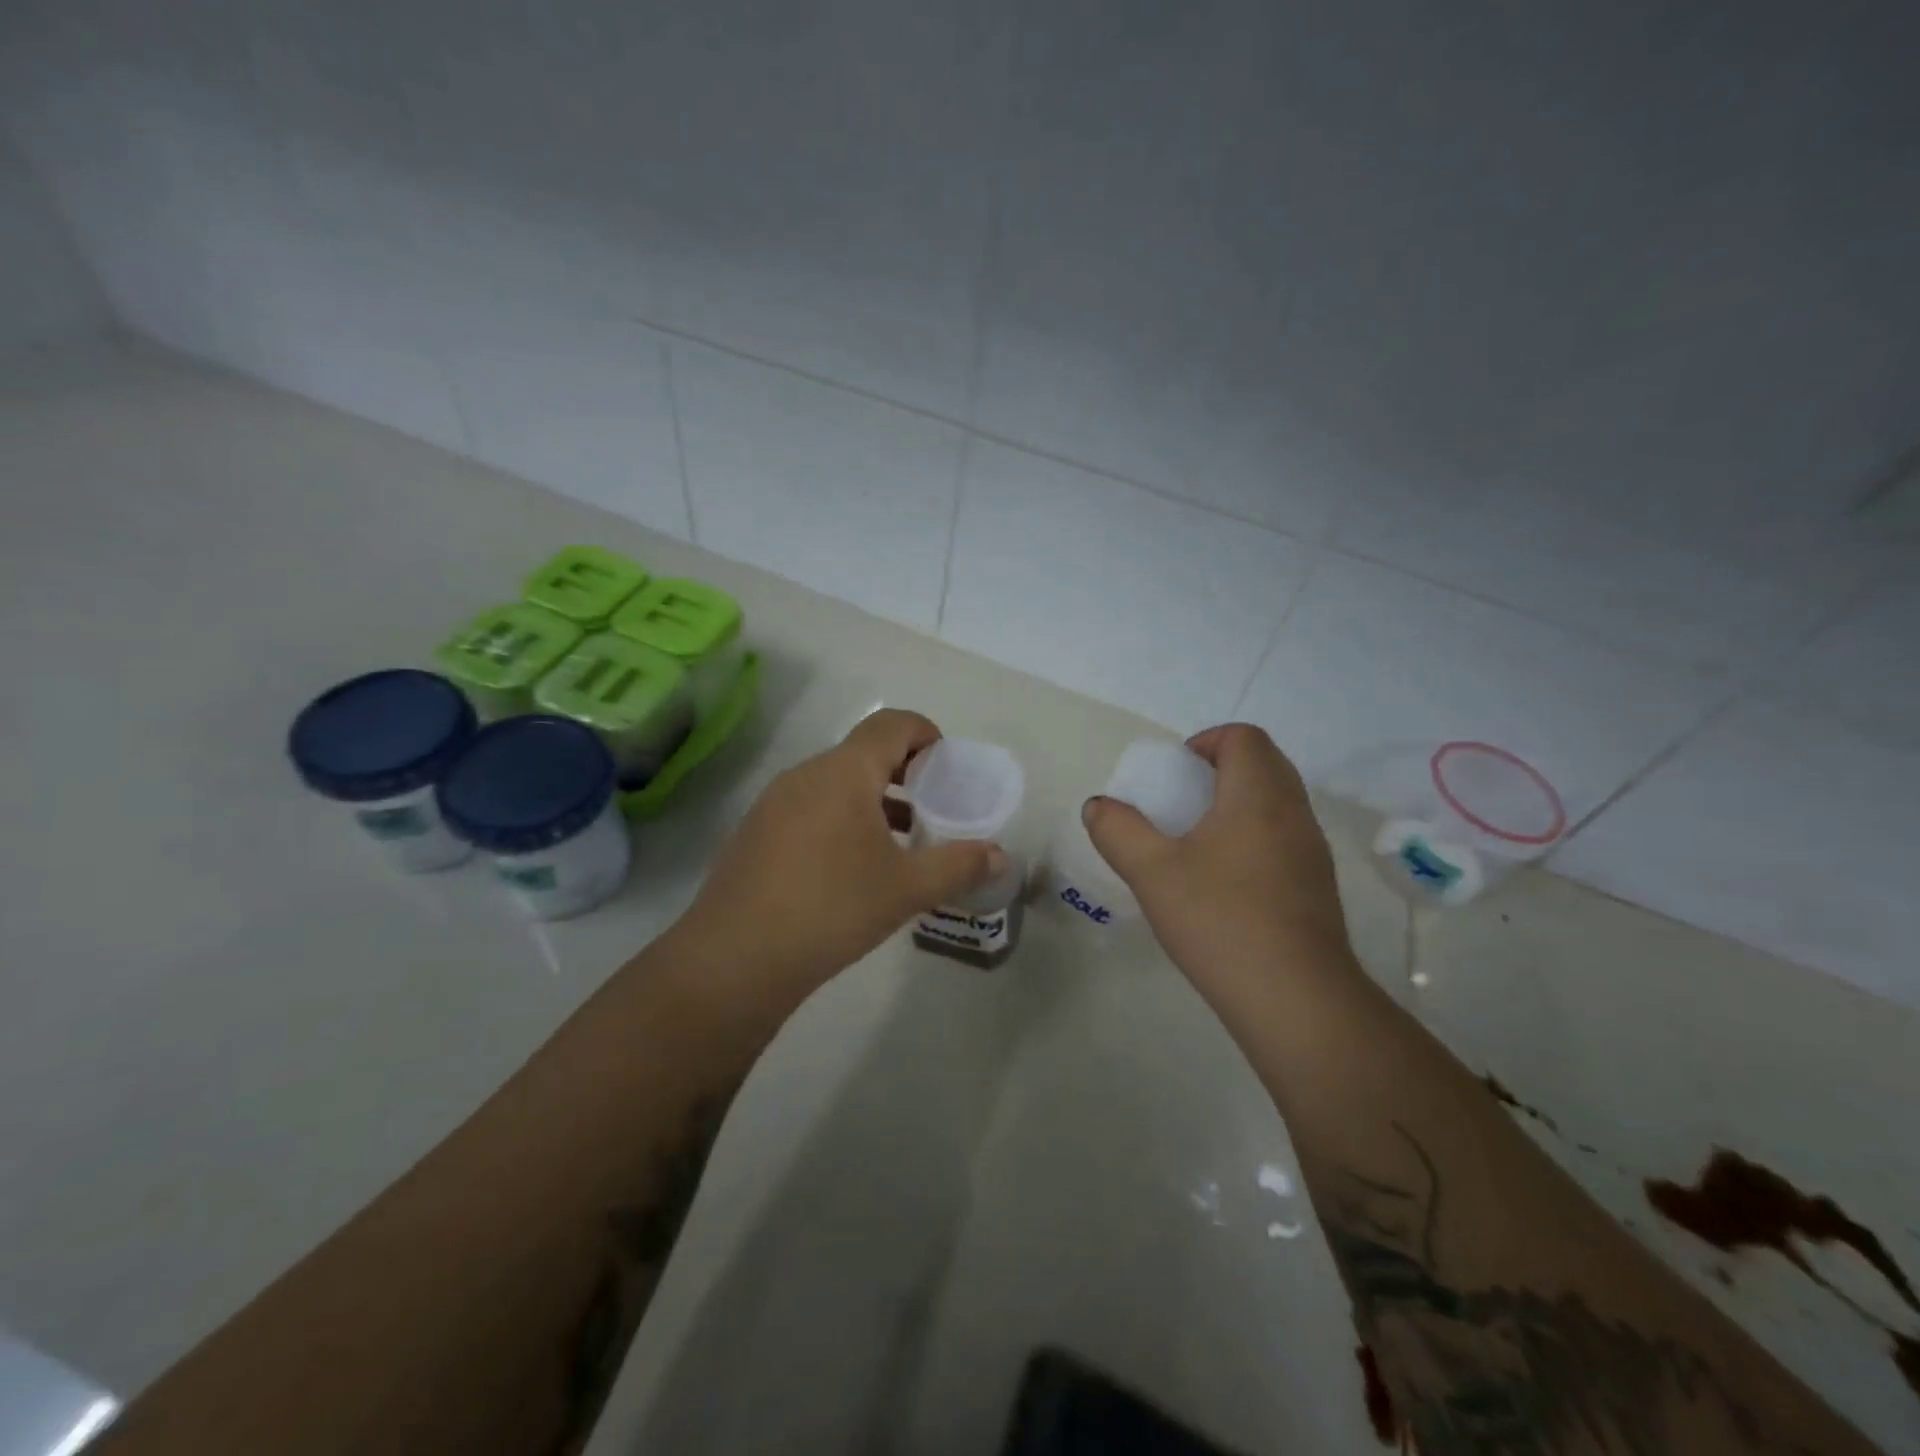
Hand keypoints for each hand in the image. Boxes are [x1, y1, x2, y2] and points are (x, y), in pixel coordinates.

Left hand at [675, 709, 1005, 994]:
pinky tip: (853, 866)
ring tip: (901, 840)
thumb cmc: (831, 909)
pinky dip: (842, 818)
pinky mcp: (756, 832)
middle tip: (933, 806)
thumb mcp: (906, 889)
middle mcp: (806, 774)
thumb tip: (1001, 856)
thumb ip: (959, 865)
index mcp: (843, 772)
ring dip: (874, 799)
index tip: (948, 767)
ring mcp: (774, 803)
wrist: (734, 960)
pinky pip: (811, 807)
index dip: (926, 733)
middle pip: (864, 752)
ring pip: (836, 782)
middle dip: (905, 771)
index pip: (891, 724)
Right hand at [1082, 723, 1354, 990]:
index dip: (1207, 741)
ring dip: (1239, 804)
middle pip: (1265, 763)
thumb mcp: (1151, 872)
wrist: (1294, 999)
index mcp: (1258, 796)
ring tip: (1198, 841)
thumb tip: (1098, 806)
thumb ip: (1118, 831)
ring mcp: (1313, 851)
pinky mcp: (1318, 886)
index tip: (1175, 773)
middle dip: (1221, 769)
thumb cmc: (1220, 921)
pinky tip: (1225, 881)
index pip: (1245, 737)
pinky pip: (1286, 837)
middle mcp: (1294, 813)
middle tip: (1181, 801)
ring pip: (1278, 802)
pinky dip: (1255, 836)